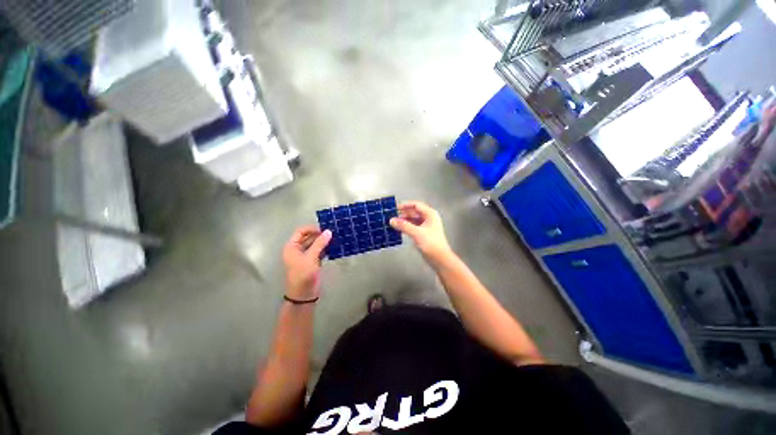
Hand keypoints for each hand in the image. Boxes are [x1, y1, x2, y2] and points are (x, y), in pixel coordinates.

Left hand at [282, 226, 331, 300]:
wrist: (304, 295)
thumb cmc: (303, 274)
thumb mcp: (311, 257)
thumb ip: (320, 243)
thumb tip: (328, 231)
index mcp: (292, 247)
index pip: (301, 232)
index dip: (312, 229)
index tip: (324, 229)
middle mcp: (297, 250)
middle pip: (308, 238)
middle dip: (319, 235)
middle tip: (332, 233)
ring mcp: (305, 256)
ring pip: (315, 244)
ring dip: (323, 242)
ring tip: (335, 238)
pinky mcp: (313, 262)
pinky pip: (319, 251)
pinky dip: (325, 249)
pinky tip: (334, 247)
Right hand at [389, 201, 452, 266]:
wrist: (440, 258)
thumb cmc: (430, 243)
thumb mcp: (416, 233)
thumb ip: (403, 225)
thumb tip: (391, 220)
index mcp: (430, 214)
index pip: (416, 205)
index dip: (405, 205)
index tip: (395, 208)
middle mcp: (428, 218)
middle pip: (414, 212)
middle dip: (403, 214)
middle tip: (392, 216)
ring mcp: (426, 226)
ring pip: (413, 220)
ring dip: (404, 221)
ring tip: (393, 223)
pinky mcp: (423, 234)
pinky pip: (413, 227)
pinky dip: (406, 227)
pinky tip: (398, 229)